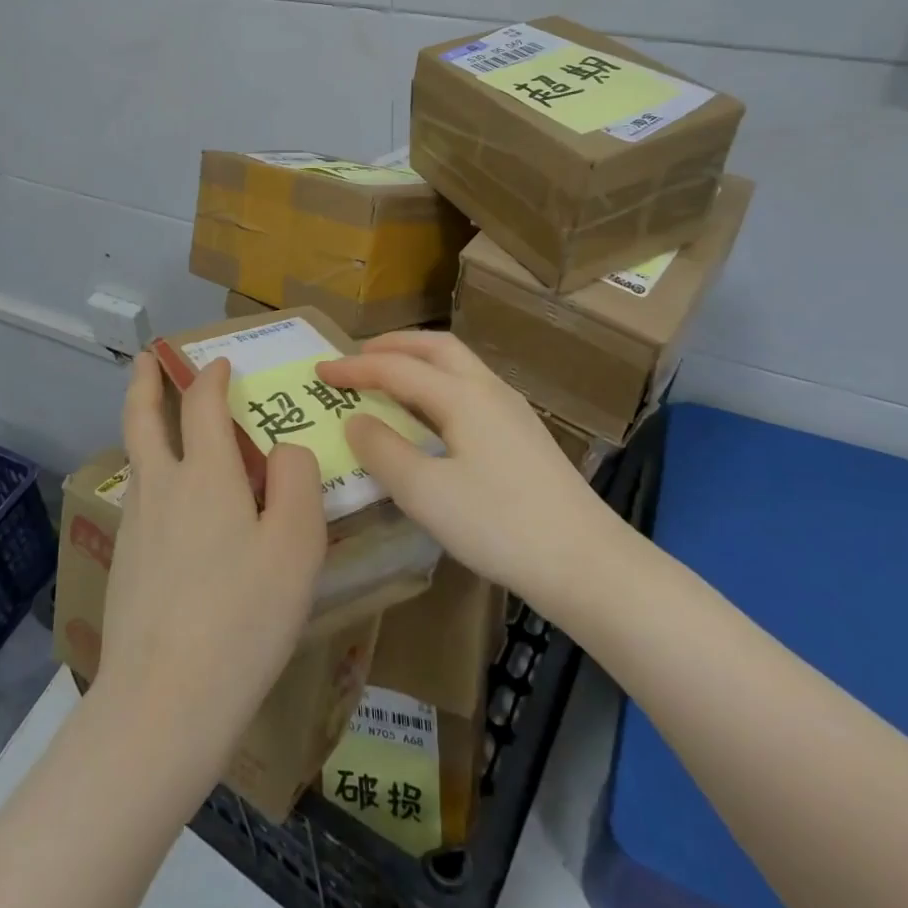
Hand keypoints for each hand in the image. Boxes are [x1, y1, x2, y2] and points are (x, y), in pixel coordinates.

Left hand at [100, 351, 327, 779]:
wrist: (165, 700)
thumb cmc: (243, 616)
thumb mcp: (296, 545)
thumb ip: (298, 481)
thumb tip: (285, 450)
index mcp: (204, 474)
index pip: (202, 404)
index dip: (211, 377)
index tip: (219, 364)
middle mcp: (161, 488)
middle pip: (143, 419)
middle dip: (146, 383)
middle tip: (148, 359)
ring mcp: (135, 527)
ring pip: (137, 460)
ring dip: (145, 428)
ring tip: (160, 425)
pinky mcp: (124, 564)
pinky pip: (140, 502)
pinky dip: (151, 478)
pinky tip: (169, 508)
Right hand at [316, 332, 627, 615]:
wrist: (587, 562)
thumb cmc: (499, 525)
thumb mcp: (425, 493)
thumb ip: (383, 451)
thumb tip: (357, 420)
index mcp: (462, 396)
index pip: (396, 368)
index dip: (354, 368)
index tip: (320, 371)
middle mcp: (489, 390)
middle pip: (436, 348)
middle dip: (394, 345)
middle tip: (359, 356)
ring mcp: (513, 411)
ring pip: (459, 366)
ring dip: (419, 362)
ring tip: (390, 379)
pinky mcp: (524, 435)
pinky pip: (471, 389)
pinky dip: (439, 385)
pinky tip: (433, 417)